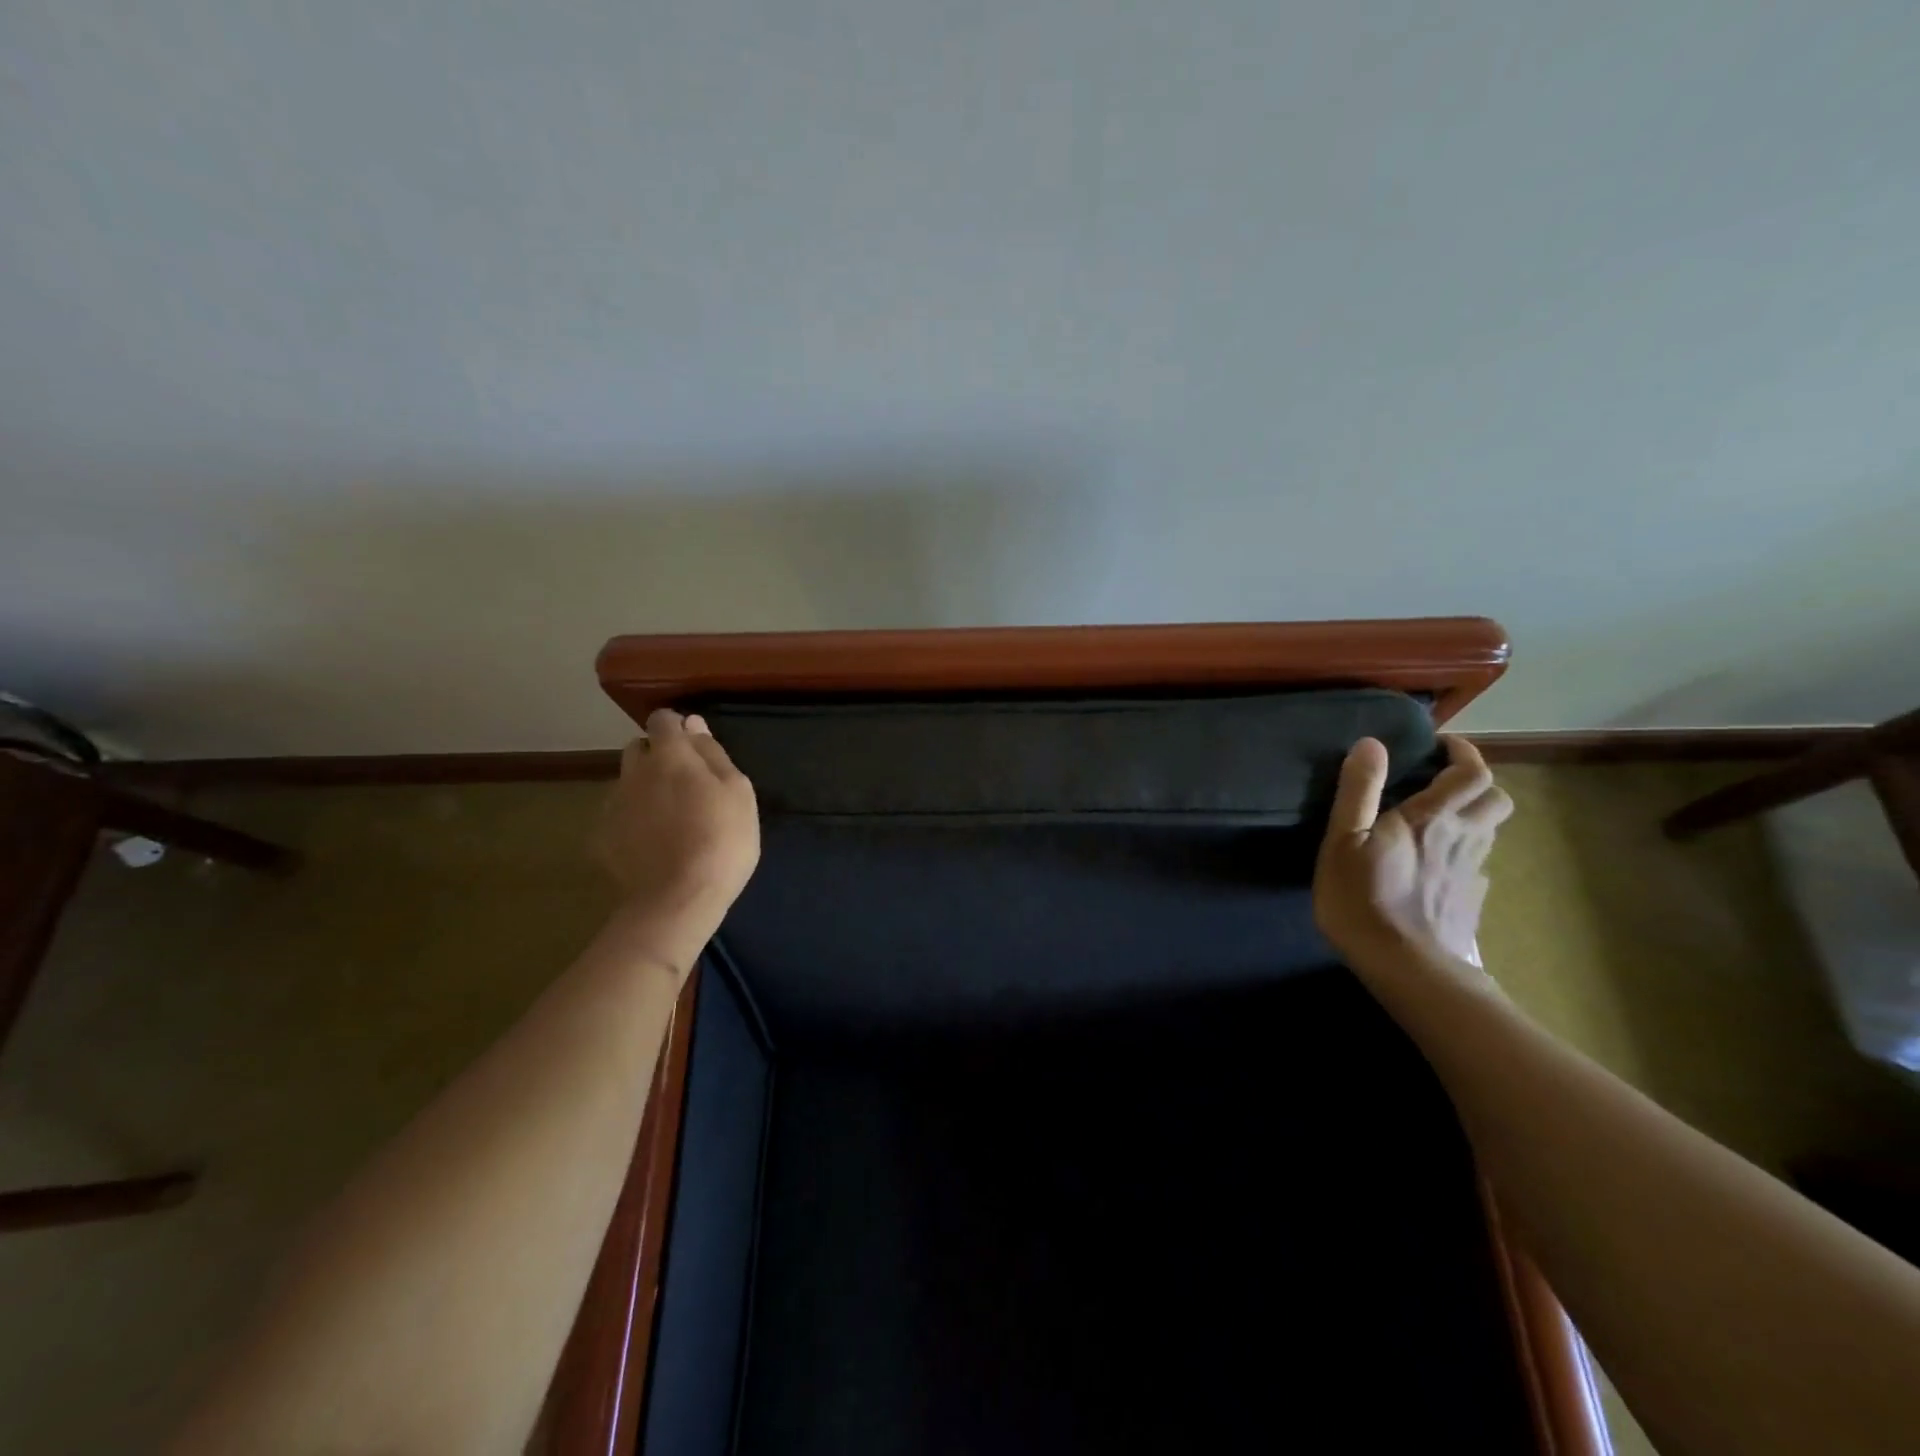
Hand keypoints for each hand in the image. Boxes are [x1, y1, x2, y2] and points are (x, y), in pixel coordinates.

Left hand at [595, 709, 759, 970]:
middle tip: (688, 785)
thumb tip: (694, 725)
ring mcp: (613, 805)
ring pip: (628, 783)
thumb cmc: (722, 839)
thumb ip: (713, 753)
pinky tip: (655, 843)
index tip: (697, 747)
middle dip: (659, 756)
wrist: (677, 900)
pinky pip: (620, 816)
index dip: (679, 727)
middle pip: (639, 749)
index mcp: (669, 755)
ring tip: (672, 818)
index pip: (663, 719)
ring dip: (646, 789)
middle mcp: (633, 772)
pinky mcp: (602, 838)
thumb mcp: (738, 792)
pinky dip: (635, 820)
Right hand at [1313, 734, 1511, 964]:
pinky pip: (1477, 866)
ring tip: (1437, 823)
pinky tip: (1436, 868)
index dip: (1463, 752)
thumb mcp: (1344, 840)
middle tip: (1443, 784)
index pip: (1471, 772)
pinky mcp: (1471, 902)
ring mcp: (1472, 872)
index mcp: (1433, 818)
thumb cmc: (1364, 898)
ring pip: (1490, 832)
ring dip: (1472, 818)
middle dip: (1477, 784)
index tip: (1441, 746)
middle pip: (1496, 799)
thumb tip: (1371, 743)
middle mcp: (1464, 838)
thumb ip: (1358, 790)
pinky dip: (1463, 856)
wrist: (1408, 969)